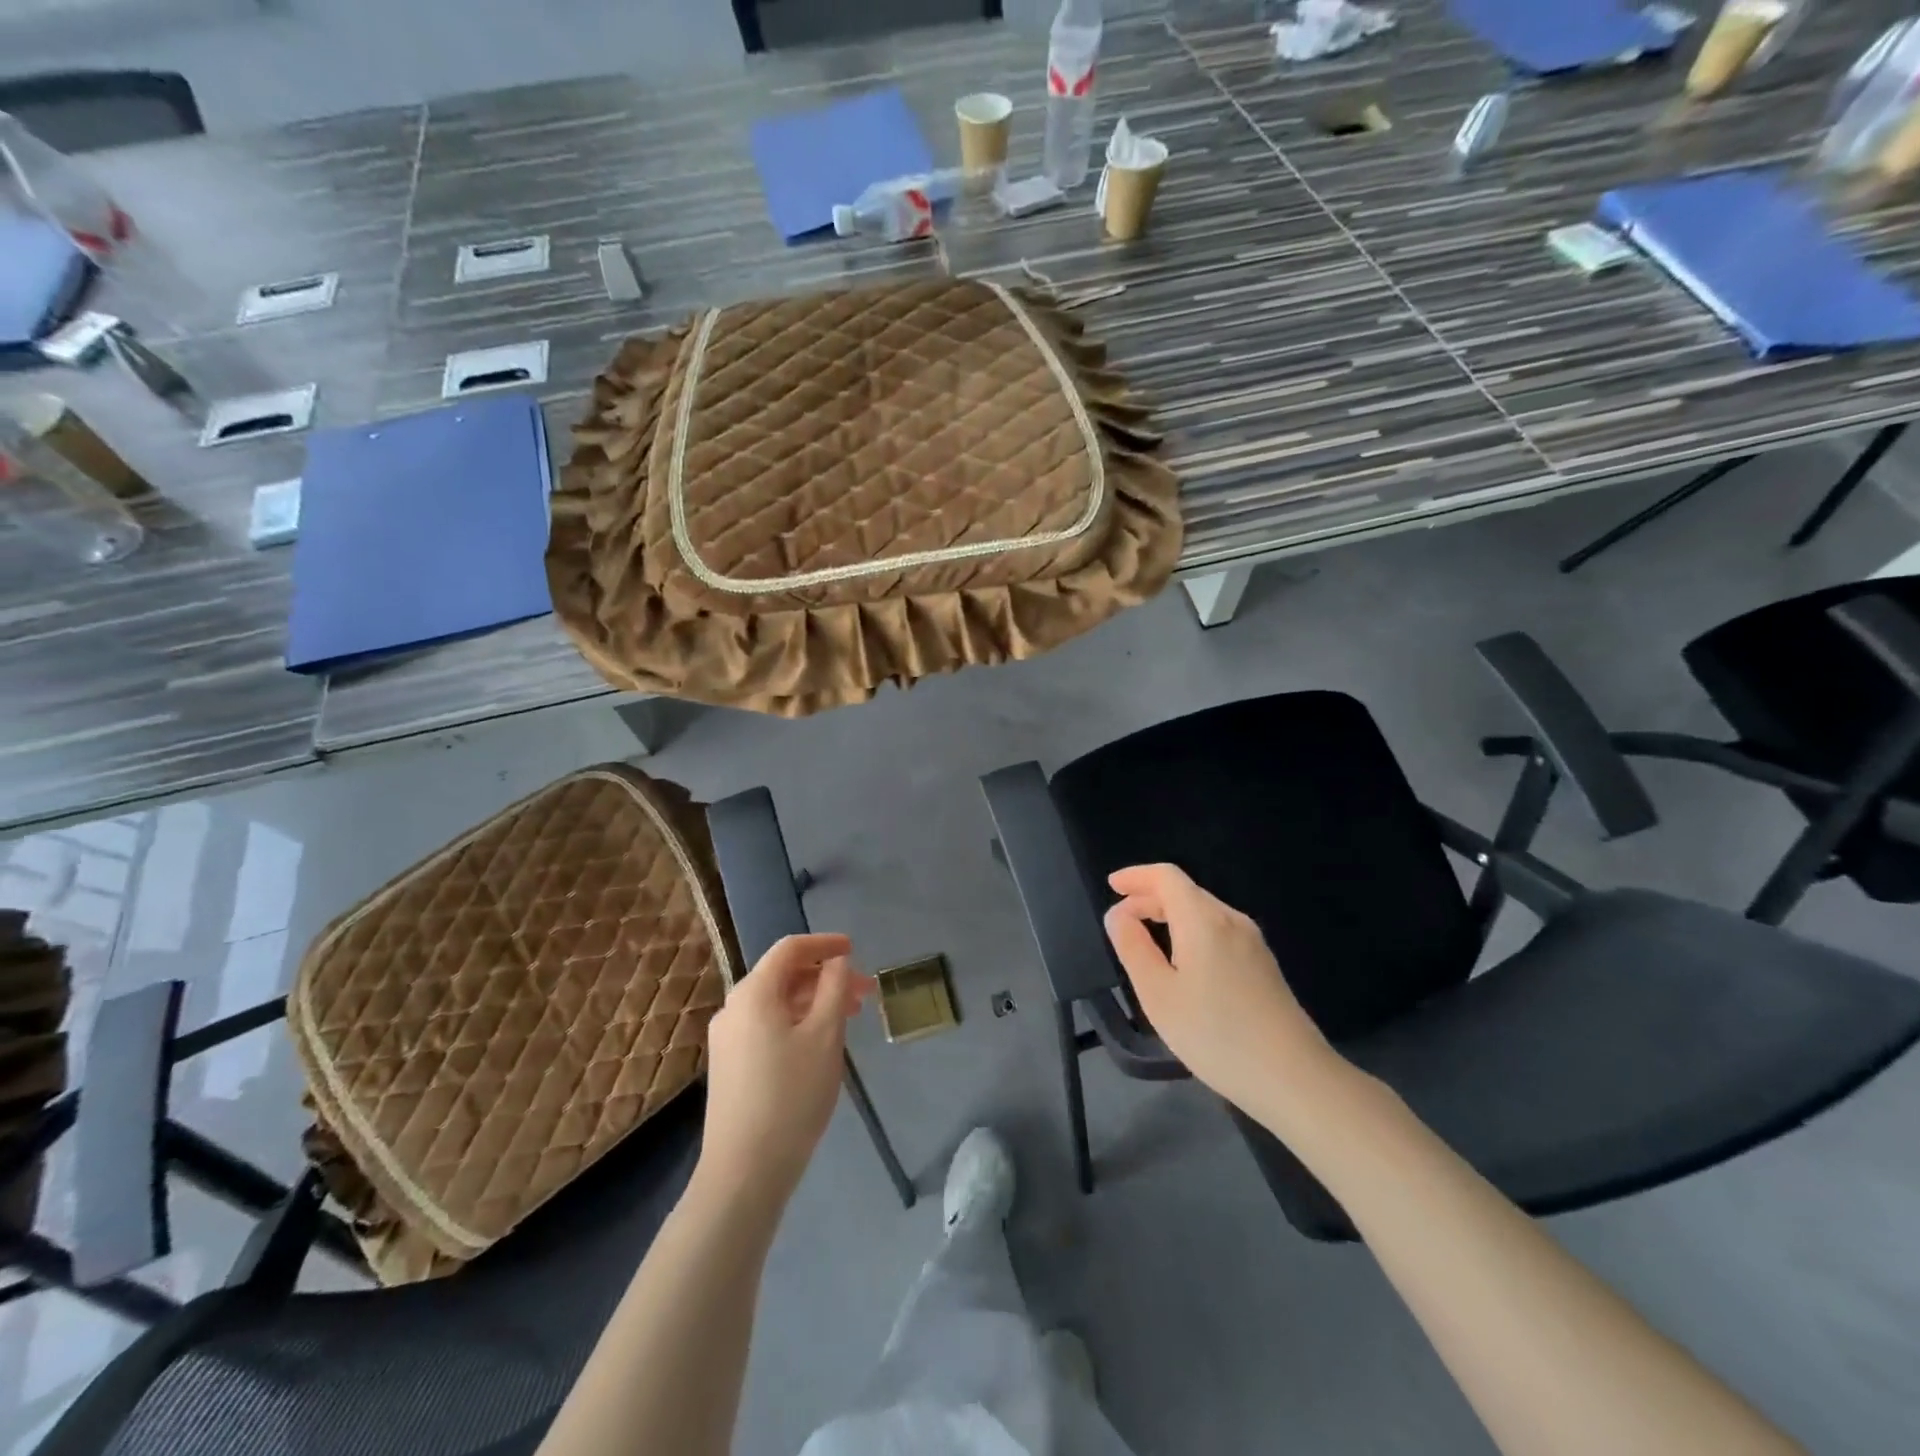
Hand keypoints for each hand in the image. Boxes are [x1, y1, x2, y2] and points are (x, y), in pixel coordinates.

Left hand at [700, 933, 873, 1201]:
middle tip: (864, 993)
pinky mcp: (729, 1065)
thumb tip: (837, 961)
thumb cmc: (791, 1095)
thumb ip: (835, 988)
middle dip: (825, 977)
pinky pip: (766, 1025)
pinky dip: (796, 1022)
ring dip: (813, 1001)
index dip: (825, 943)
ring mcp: (727, 1038)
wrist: (744, 1171)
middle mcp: (733, 1007)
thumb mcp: (825, 1036)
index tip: (855, 950)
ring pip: (776, 1003)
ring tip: (849, 1019)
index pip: (790, 948)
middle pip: (783, 975)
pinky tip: (819, 1043)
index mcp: (753, 992)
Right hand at [1103, 864, 1338, 1120]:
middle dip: (1149, 897)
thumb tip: (1118, 914)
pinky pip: (1218, 931)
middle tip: (1120, 919)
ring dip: (1170, 915)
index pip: (1166, 877)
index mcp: (1203, 920)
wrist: (1294, 1078)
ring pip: (1203, 912)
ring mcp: (1252, 942)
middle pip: (1185, 892)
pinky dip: (1190, 931)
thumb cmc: (1216, 1034)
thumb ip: (1133, 947)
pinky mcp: (1263, 964)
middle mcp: (1231, 920)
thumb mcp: (1158, 994)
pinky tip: (1182, 961)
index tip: (1112, 886)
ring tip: (1145, 938)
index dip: (1136, 876)